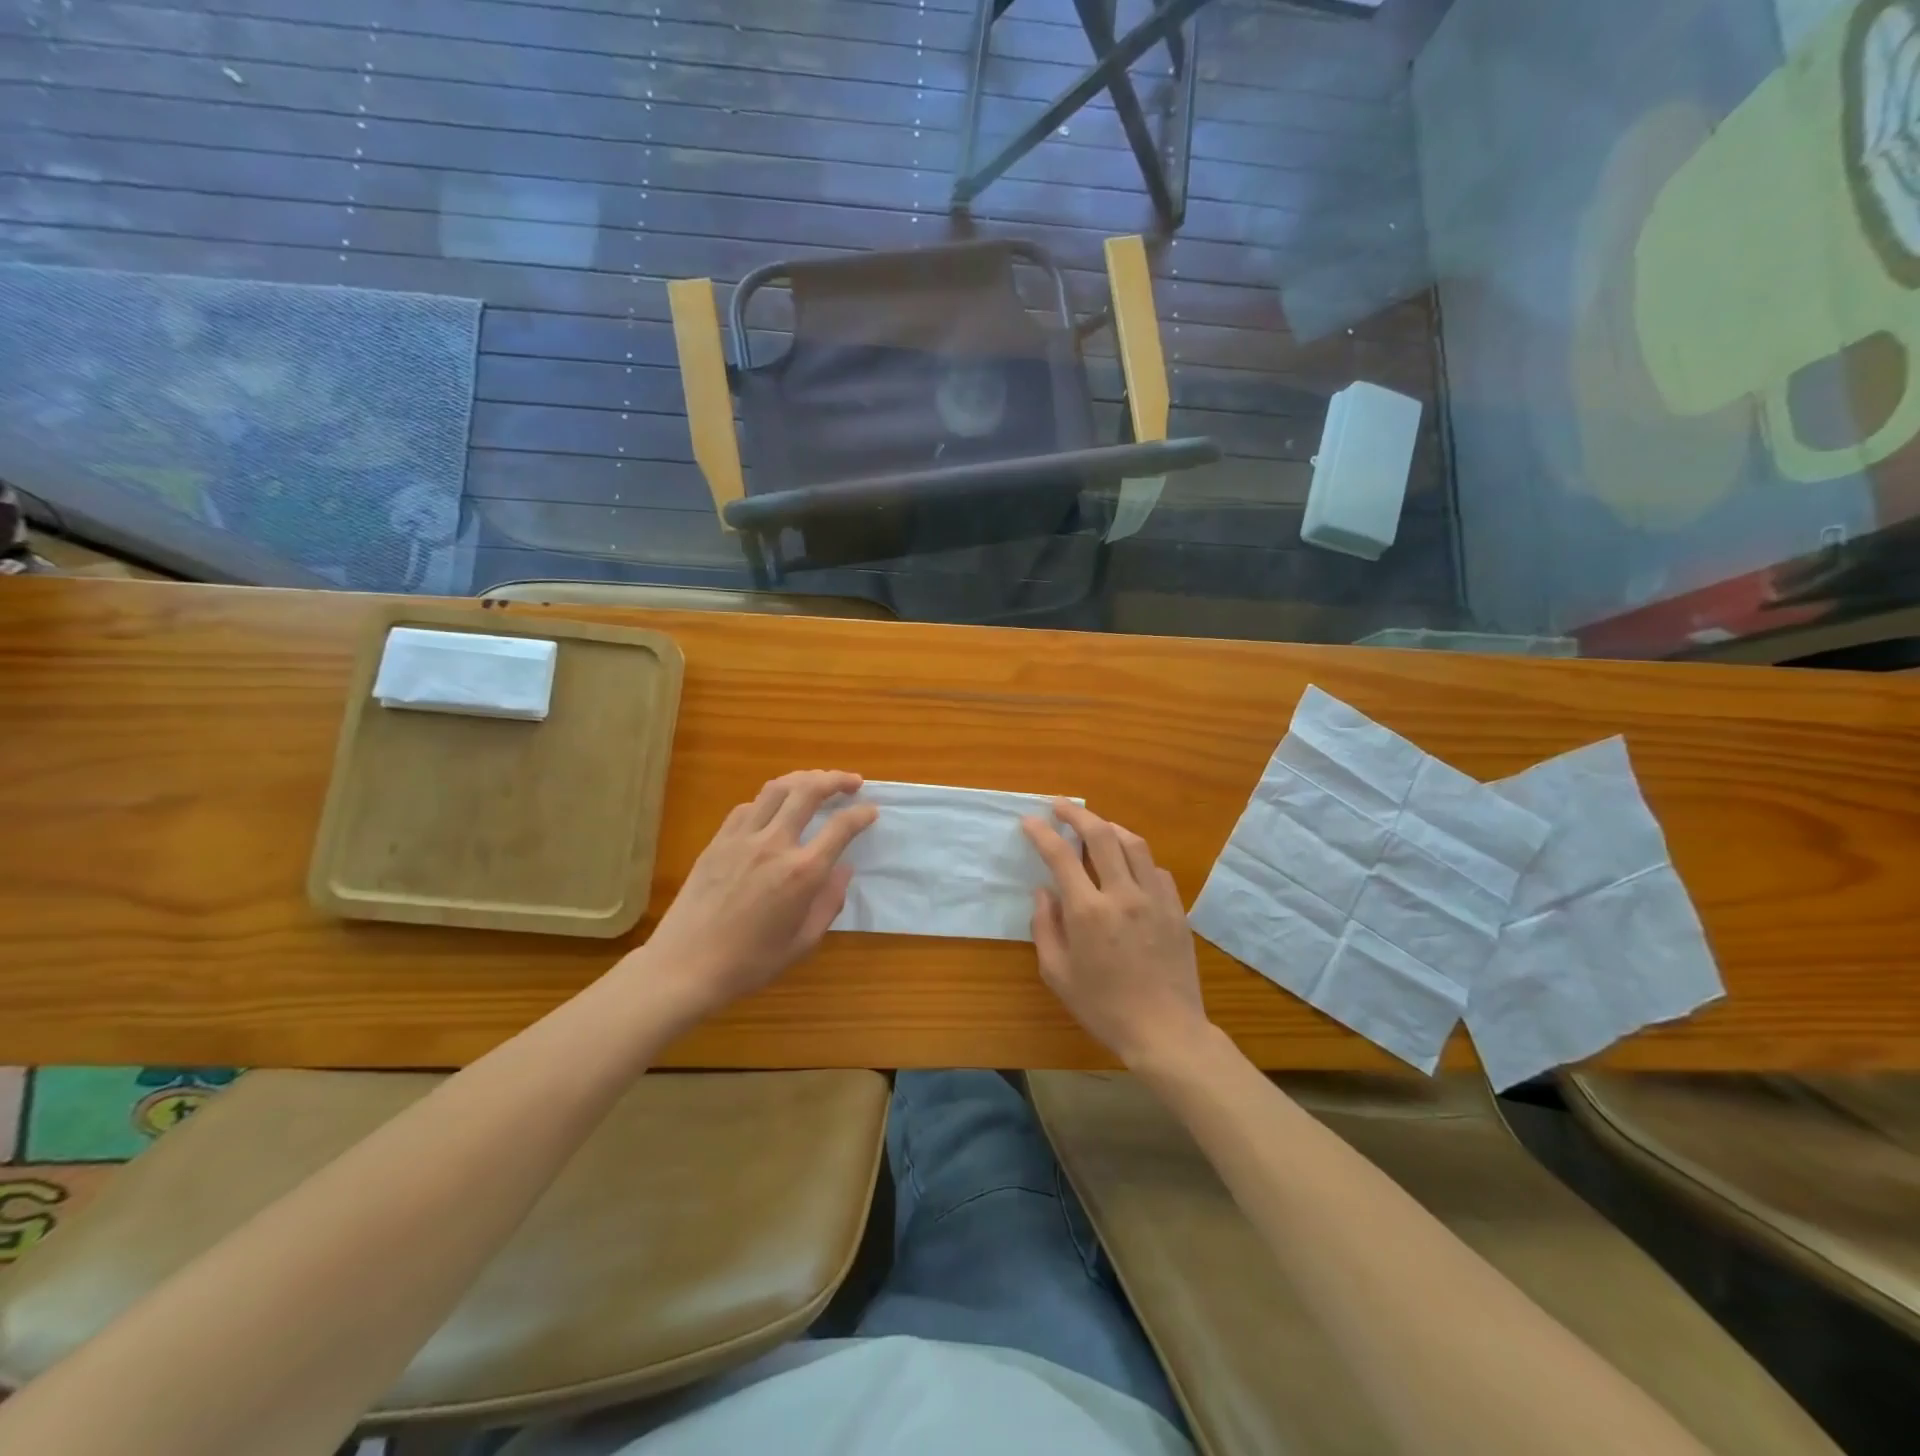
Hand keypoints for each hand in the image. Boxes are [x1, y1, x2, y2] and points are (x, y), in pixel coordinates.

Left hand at [630, 770, 876, 1023]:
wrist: (685, 966)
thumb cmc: (750, 962)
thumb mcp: (803, 942)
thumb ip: (829, 902)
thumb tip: (844, 870)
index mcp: (802, 872)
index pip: (841, 827)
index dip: (861, 814)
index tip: (871, 810)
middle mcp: (775, 844)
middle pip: (809, 791)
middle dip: (836, 779)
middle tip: (852, 781)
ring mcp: (742, 838)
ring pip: (777, 788)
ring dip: (803, 778)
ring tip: (817, 781)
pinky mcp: (718, 841)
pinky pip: (748, 806)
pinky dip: (770, 799)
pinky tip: (775, 808)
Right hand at [1022, 801, 1209, 1067]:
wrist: (1165, 1030)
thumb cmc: (1103, 1007)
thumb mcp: (1057, 974)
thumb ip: (1045, 927)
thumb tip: (1044, 891)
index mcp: (1088, 912)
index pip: (1061, 856)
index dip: (1042, 833)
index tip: (1029, 821)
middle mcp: (1122, 894)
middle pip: (1101, 835)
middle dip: (1077, 814)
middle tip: (1060, 806)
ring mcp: (1154, 898)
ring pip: (1133, 844)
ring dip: (1110, 827)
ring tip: (1095, 826)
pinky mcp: (1176, 908)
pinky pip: (1155, 869)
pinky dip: (1137, 858)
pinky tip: (1128, 865)